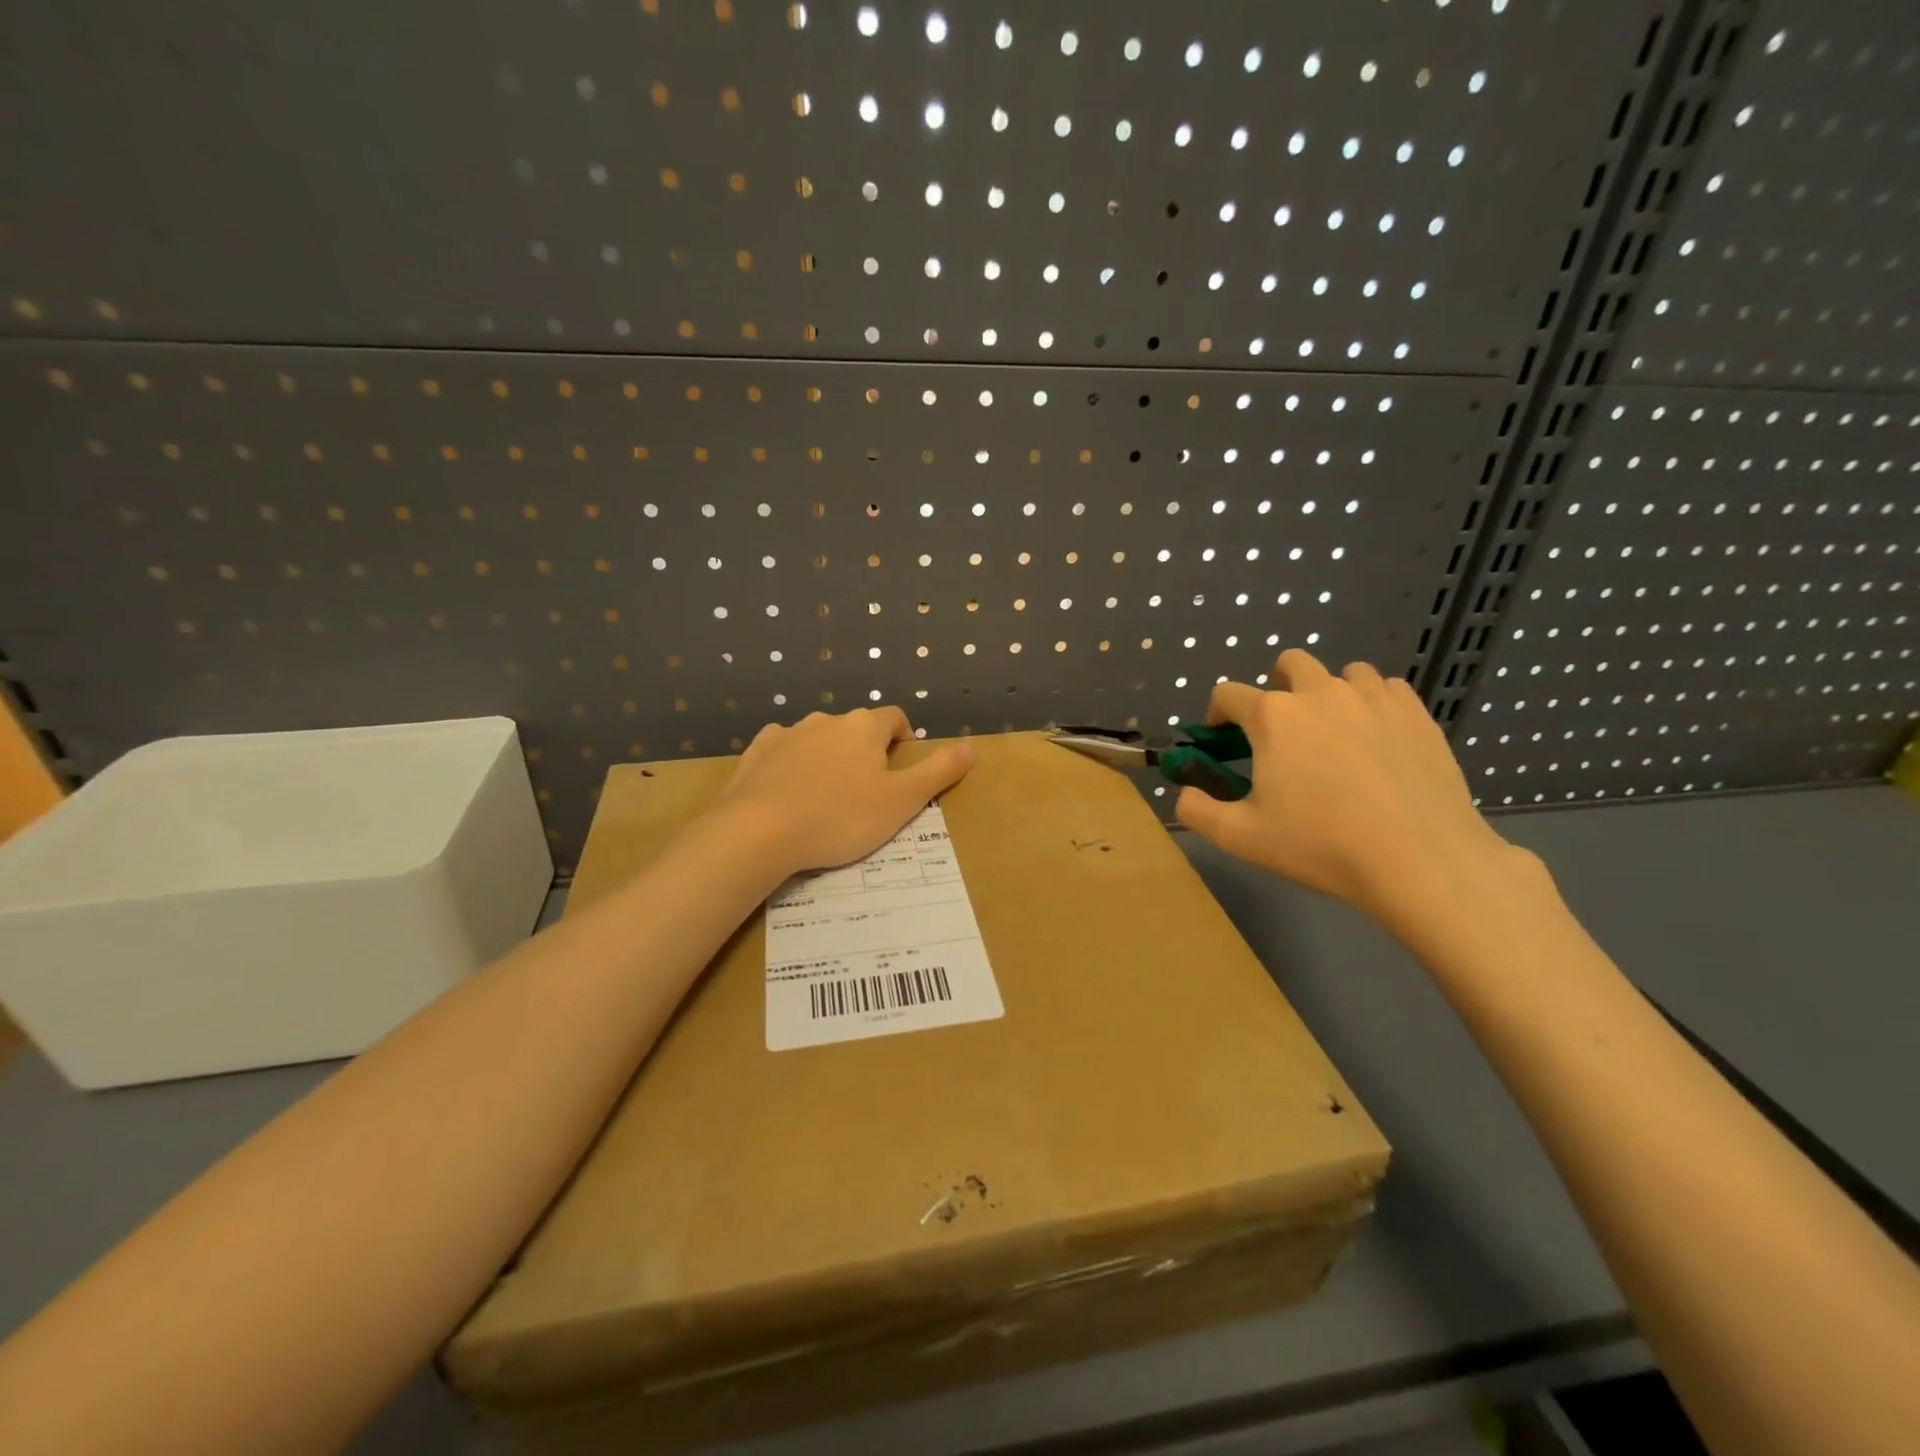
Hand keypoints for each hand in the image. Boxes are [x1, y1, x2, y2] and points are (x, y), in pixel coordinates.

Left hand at [720, 708, 975, 874]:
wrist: (757, 832)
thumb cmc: (840, 818)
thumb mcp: (901, 801)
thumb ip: (939, 772)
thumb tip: (972, 746)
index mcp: (863, 727)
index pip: (894, 718)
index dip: (903, 739)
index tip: (902, 768)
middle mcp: (826, 720)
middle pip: (855, 729)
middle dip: (864, 752)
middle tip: (866, 793)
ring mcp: (786, 733)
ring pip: (817, 740)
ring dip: (827, 759)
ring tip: (826, 798)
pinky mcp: (756, 753)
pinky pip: (782, 752)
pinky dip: (791, 766)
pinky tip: (788, 795)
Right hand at [1175, 650, 1521, 929]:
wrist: (1420, 859)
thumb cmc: (1320, 845)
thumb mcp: (1240, 837)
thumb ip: (1196, 810)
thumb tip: (1184, 793)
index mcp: (1273, 717)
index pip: (1228, 694)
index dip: (1217, 715)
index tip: (1222, 741)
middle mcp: (1320, 693)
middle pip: (1290, 663)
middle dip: (1277, 687)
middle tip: (1281, 732)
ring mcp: (1373, 698)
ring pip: (1343, 673)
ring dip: (1328, 693)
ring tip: (1332, 734)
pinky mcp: (1416, 713)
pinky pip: (1387, 688)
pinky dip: (1373, 704)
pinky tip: (1375, 738)